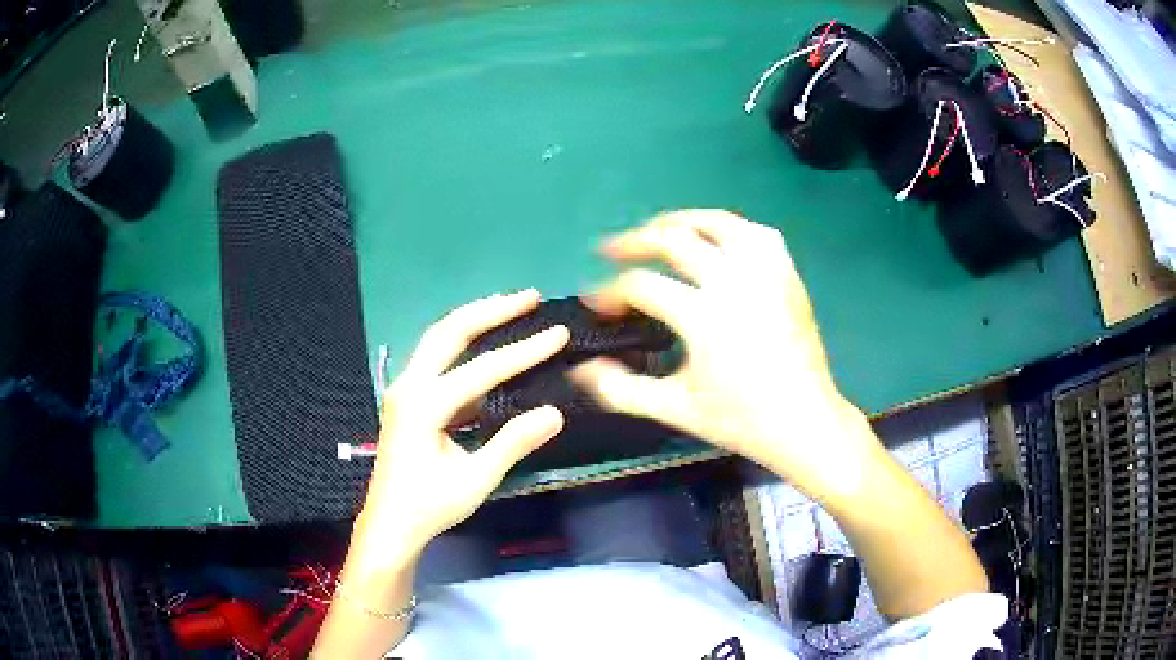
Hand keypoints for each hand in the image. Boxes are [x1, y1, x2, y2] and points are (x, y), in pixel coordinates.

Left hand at [353, 290, 568, 566]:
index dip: (524, 351)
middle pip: (449, 332)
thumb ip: (513, 443)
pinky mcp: (406, 400)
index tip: (558, 334)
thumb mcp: (475, 480)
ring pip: (438, 340)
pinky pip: (436, 359)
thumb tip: (555, 412)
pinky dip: (463, 344)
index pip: (483, 369)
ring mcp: (404, 390)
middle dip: (491, 310)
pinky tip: (485, 345)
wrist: (390, 525)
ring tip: (509, 306)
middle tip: (530, 297)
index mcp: (424, 405)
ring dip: (474, 320)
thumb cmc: (430, 506)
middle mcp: (409, 386)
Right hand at [571, 210, 877, 499]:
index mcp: (704, 317)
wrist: (805, 421)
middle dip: (635, 240)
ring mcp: (766, 274)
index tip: (596, 303)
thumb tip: (581, 369)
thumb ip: (622, 389)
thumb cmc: (741, 420)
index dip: (609, 291)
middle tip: (612, 249)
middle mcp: (734, 283)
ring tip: (660, 229)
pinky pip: (757, 235)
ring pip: (719, 223)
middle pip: (675, 239)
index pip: (642, 286)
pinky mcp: (788, 276)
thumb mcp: (676, 408)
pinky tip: (718, 239)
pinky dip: (731, 229)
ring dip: (683, 220)